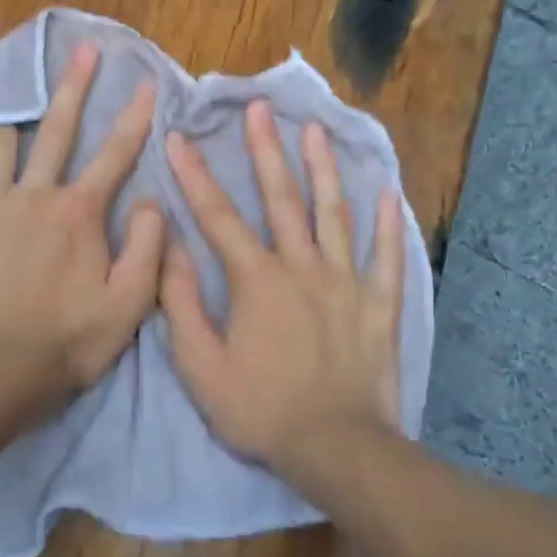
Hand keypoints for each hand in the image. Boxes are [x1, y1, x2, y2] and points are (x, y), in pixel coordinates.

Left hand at [0, 42, 165, 417]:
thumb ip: (149, 247)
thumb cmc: (68, 341)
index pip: (115, 154)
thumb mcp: (130, 303)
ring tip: (11, 88)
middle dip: (74, 86)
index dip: (134, 116)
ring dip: (12, 115)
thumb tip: (154, 200)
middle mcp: (35, 195)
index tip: (145, 81)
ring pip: (0, 144)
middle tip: (84, 49)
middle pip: (57, 130)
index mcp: (80, 212)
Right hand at [161, 100, 405, 483]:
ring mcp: (346, 281)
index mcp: (256, 279)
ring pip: (334, 213)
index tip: (178, 138)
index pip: (218, 217)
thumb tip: (167, 247)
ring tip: (316, 129)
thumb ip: (180, 302)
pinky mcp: (379, 303)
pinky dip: (388, 223)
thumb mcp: (201, 365)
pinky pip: (387, 255)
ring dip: (323, 168)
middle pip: (282, 198)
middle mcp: (302, 266)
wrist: (336, 448)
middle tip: (259, 108)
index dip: (195, 175)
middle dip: (266, 150)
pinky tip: (389, 191)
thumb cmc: (261, 409)